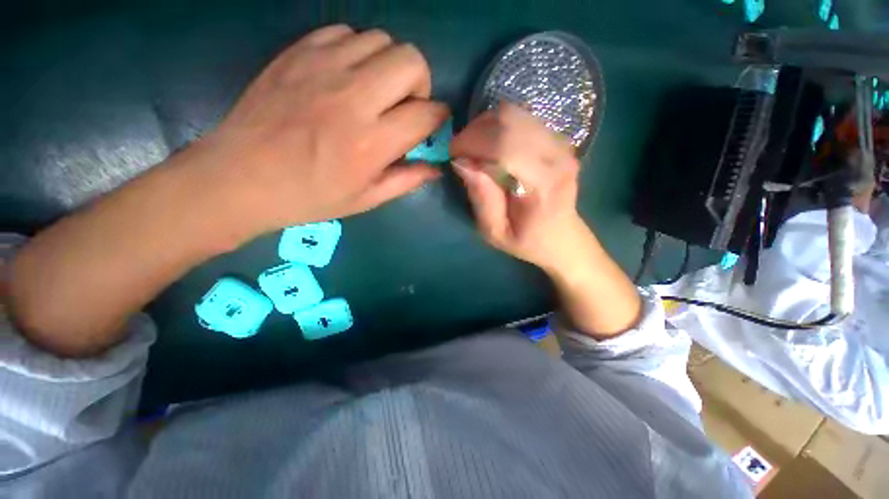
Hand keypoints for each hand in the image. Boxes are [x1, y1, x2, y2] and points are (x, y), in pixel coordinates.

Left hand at [193, 24, 449, 241]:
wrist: (242, 177)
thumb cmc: (311, 196)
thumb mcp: (367, 199)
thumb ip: (407, 180)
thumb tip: (436, 168)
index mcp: (372, 142)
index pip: (427, 113)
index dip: (438, 118)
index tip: (432, 126)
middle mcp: (353, 97)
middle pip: (411, 61)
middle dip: (420, 84)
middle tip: (405, 106)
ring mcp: (323, 67)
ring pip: (381, 40)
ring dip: (389, 66)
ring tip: (376, 92)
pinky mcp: (299, 52)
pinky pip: (345, 33)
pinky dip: (357, 52)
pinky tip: (347, 77)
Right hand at [450, 103, 589, 273]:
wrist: (562, 237)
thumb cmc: (527, 241)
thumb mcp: (495, 233)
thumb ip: (481, 199)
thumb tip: (461, 162)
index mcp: (544, 184)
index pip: (506, 146)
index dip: (473, 143)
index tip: (452, 155)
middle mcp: (558, 156)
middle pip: (510, 120)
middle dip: (475, 131)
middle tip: (461, 152)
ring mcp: (560, 143)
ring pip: (514, 113)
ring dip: (485, 126)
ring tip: (474, 149)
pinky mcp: (556, 139)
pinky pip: (521, 118)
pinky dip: (498, 126)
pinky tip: (491, 147)